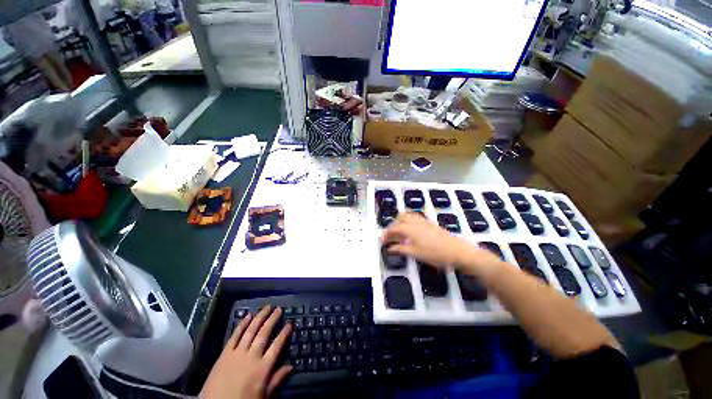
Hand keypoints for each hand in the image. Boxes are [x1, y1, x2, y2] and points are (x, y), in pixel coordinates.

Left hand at [201, 306, 291, 398]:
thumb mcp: (263, 395)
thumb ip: (277, 379)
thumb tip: (291, 366)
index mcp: (262, 368)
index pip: (277, 346)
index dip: (284, 334)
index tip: (290, 324)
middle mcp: (251, 357)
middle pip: (264, 334)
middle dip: (273, 320)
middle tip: (279, 309)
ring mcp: (237, 353)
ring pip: (251, 331)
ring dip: (260, 317)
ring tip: (267, 307)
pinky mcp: (225, 354)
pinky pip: (235, 336)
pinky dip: (242, 325)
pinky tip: (248, 316)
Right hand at [382, 213, 502, 276]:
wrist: (458, 251)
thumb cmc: (435, 254)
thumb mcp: (415, 253)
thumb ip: (401, 249)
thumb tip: (390, 248)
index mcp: (409, 229)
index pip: (393, 229)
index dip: (386, 234)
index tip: (383, 240)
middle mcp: (415, 222)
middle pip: (399, 219)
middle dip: (392, 225)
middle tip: (390, 236)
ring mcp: (423, 221)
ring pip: (407, 216)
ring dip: (400, 221)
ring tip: (399, 231)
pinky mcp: (430, 223)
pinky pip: (415, 217)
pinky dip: (408, 220)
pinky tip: (411, 229)